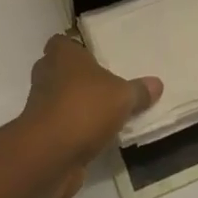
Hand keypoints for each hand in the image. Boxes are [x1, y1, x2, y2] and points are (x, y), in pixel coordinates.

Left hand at [17, 34, 161, 197]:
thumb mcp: (123, 96)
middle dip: (78, 78)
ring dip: (76, 106)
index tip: (94, 58)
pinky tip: (95, 138)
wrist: (50, 155)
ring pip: (59, 99)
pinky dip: (73, 131)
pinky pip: (61, 126)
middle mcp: (46, 75)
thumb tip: (157, 83)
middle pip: (60, 70)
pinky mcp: (41, 135)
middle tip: (104, 85)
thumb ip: (139, 90)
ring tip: (104, 114)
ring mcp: (40, 106)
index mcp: (62, 55)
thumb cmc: (84, 108)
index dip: (75, 48)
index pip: (62, 42)